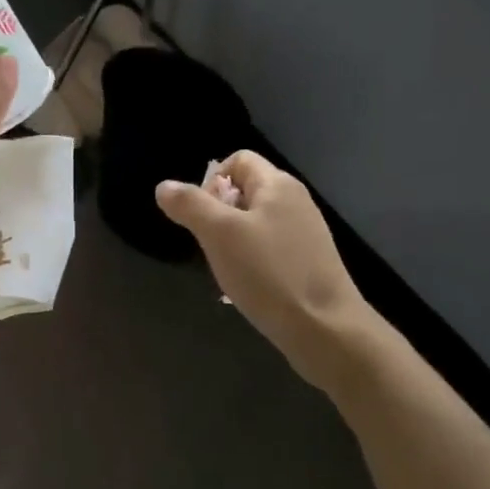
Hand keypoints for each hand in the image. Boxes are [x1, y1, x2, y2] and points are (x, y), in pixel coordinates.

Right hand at [156, 152, 374, 388]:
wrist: (324, 328)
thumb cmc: (268, 273)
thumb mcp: (219, 234)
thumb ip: (190, 205)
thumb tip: (164, 186)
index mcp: (277, 185)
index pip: (238, 160)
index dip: (211, 181)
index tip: (202, 216)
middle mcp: (295, 201)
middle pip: (245, 191)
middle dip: (218, 215)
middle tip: (211, 246)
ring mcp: (305, 233)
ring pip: (254, 223)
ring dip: (232, 241)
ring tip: (228, 269)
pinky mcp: (308, 262)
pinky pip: (269, 249)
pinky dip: (252, 261)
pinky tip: (248, 286)